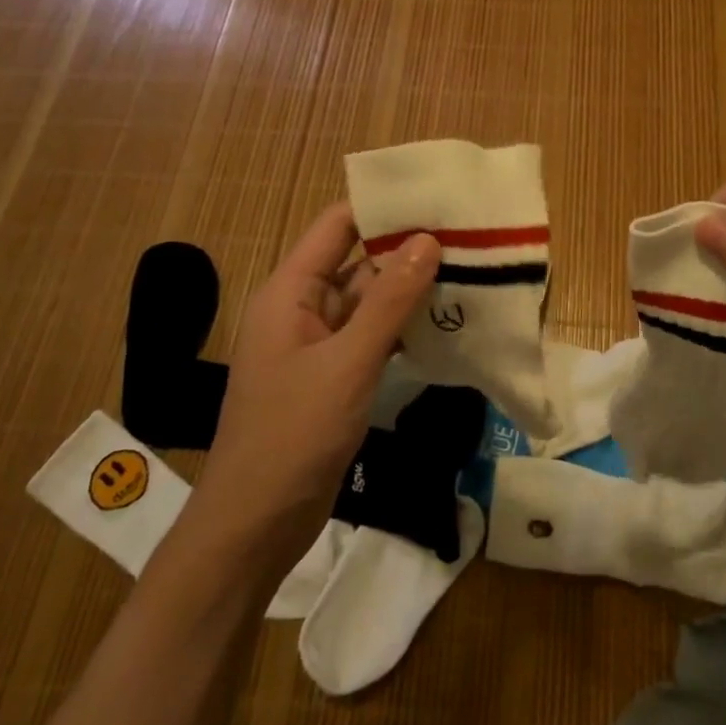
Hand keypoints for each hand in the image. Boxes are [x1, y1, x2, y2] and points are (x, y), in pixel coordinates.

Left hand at [183, 203, 439, 567]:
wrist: (254, 527)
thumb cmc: (292, 436)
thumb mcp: (348, 364)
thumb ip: (389, 302)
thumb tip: (428, 239)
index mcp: (290, 292)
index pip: (337, 226)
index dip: (382, 207)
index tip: (436, 197)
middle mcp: (302, 309)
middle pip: (358, 262)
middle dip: (408, 250)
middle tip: (470, 236)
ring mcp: (319, 345)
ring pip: (370, 302)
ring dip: (411, 291)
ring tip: (471, 272)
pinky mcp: (335, 377)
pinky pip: (373, 337)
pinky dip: (404, 328)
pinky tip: (447, 323)